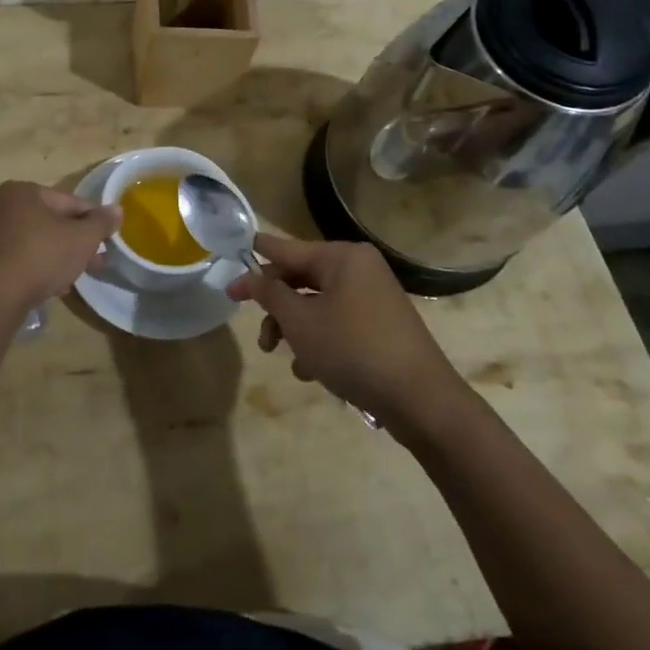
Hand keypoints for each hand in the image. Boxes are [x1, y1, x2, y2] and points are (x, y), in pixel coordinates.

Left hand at [0, 181, 121, 316]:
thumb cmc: (40, 256)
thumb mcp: (81, 238)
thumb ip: (101, 223)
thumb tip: (117, 209)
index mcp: (24, 191)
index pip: (71, 202)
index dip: (94, 221)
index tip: (109, 241)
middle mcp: (4, 206)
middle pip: (54, 222)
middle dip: (78, 242)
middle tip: (98, 262)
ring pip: (39, 241)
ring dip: (61, 256)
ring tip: (78, 277)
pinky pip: (23, 258)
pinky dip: (40, 267)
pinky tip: (55, 286)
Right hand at [226, 234, 464, 421]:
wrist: (420, 400)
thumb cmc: (353, 349)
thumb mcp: (301, 321)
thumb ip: (270, 294)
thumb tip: (250, 276)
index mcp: (343, 257)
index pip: (287, 248)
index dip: (255, 260)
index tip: (229, 262)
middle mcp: (359, 270)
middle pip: (302, 278)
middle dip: (276, 307)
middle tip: (258, 333)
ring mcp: (373, 299)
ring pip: (317, 305)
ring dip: (295, 329)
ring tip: (283, 357)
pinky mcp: (381, 327)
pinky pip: (338, 323)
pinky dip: (319, 341)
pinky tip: (310, 370)